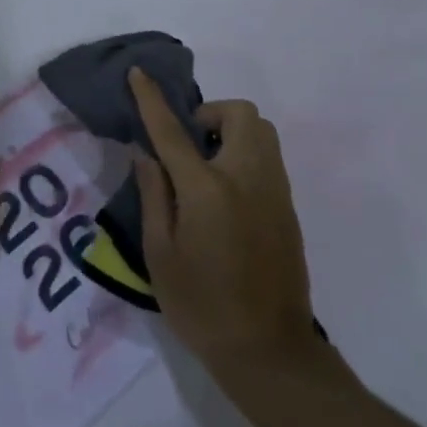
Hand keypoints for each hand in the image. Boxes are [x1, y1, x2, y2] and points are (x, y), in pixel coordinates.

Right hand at [129, 68, 321, 380]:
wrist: (269, 353)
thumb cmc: (202, 306)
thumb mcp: (160, 254)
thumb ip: (153, 196)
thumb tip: (147, 155)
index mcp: (208, 189)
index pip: (173, 130)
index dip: (152, 98)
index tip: (139, 73)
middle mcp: (247, 178)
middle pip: (240, 114)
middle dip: (211, 114)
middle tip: (189, 146)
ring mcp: (274, 191)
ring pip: (262, 131)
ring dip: (232, 131)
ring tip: (207, 166)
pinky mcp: (288, 208)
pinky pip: (269, 158)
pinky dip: (246, 154)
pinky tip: (227, 193)